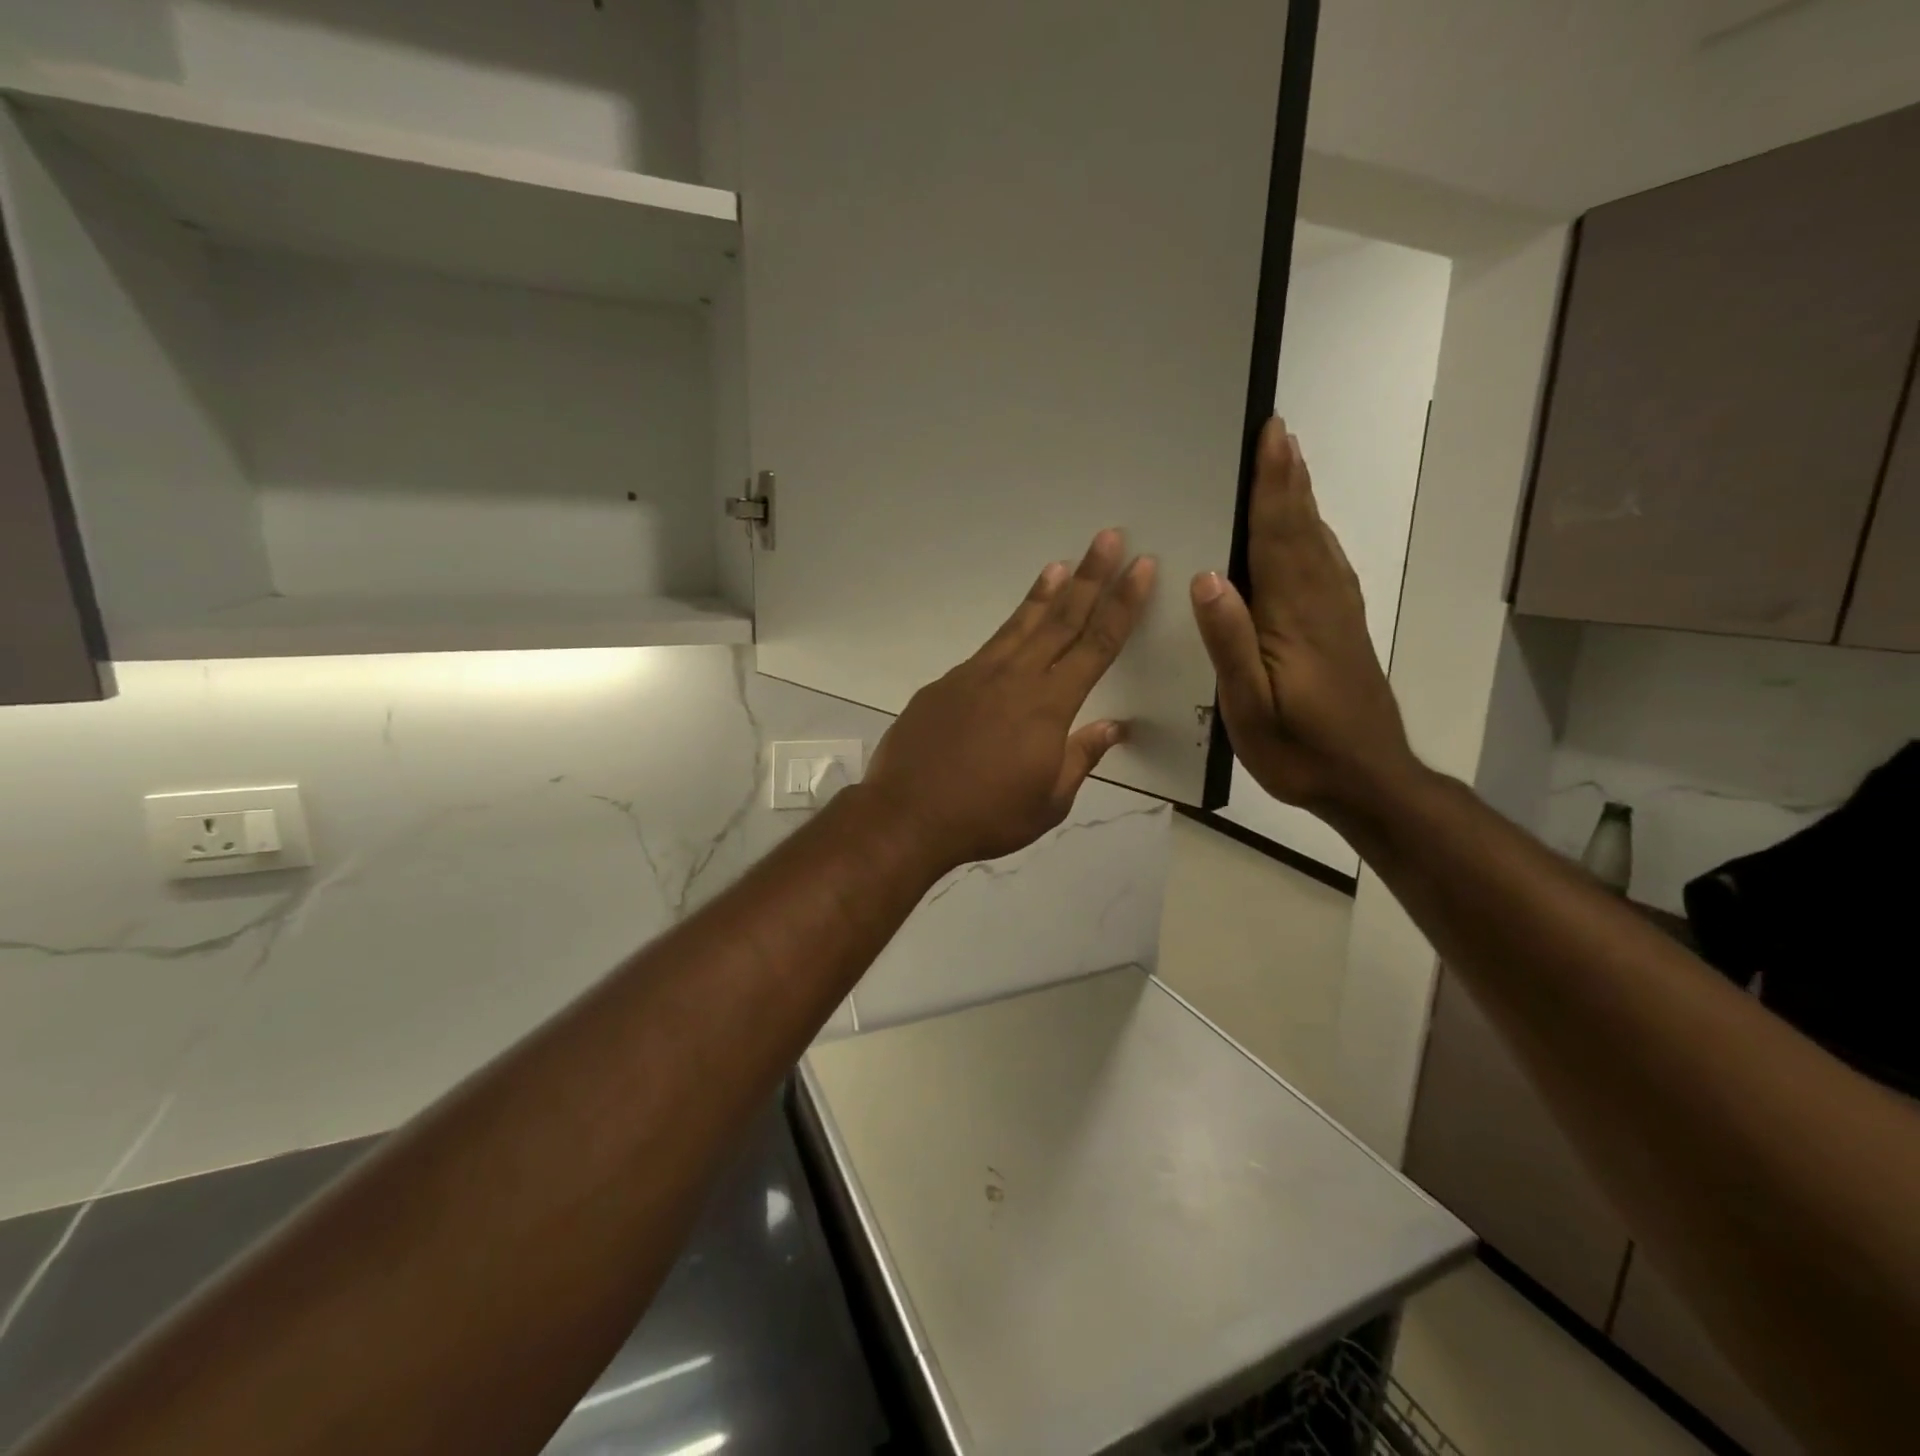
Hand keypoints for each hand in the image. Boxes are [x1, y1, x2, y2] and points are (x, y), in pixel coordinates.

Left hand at [863, 530, 1155, 871]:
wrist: (907, 816)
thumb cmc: (987, 816)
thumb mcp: (1049, 802)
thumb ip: (1081, 757)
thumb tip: (1113, 727)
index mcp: (1049, 706)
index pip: (1097, 644)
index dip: (1123, 603)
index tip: (1141, 568)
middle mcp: (1015, 679)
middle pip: (1061, 619)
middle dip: (1089, 576)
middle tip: (1108, 537)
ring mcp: (974, 676)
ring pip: (1019, 626)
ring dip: (1044, 594)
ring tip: (1060, 564)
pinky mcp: (944, 684)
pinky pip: (986, 651)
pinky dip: (1007, 632)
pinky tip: (1013, 632)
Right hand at [1190, 418, 1421, 828]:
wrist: (1369, 781)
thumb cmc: (1299, 749)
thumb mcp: (1251, 707)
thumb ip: (1230, 643)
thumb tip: (1207, 578)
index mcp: (1293, 618)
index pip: (1279, 538)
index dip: (1273, 487)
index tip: (1270, 437)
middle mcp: (1321, 605)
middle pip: (1303, 530)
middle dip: (1289, 480)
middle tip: (1279, 433)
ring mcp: (1338, 618)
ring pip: (1319, 545)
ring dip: (1304, 501)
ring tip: (1292, 466)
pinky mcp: (1345, 632)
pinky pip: (1329, 568)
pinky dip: (1317, 537)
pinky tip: (1311, 534)